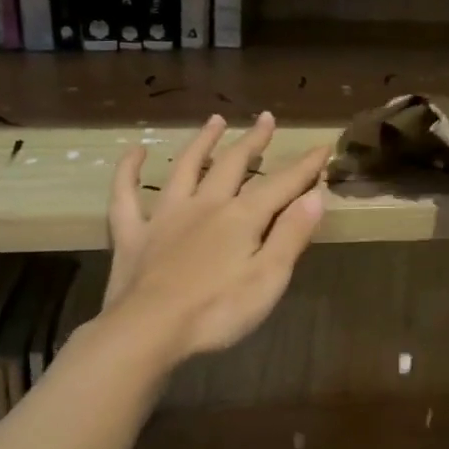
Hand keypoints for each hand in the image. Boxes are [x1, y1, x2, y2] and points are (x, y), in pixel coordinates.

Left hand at [103, 112, 327, 362]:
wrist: (149, 330)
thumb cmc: (217, 311)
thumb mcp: (268, 278)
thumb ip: (291, 235)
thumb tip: (315, 196)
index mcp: (241, 217)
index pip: (281, 184)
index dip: (304, 166)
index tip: (322, 146)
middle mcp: (205, 204)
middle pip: (233, 164)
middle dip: (253, 141)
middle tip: (266, 118)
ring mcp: (165, 215)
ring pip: (185, 168)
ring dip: (202, 142)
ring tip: (215, 120)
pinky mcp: (133, 233)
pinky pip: (126, 194)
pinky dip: (129, 170)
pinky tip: (136, 151)